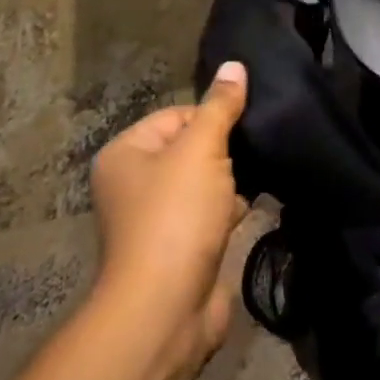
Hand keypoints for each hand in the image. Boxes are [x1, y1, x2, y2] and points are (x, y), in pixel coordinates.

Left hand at [89, 61, 250, 368]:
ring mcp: (154, 222)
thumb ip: (221, 106)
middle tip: (252, 156)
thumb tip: (235, 65)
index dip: (212, 120)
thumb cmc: (175, 218)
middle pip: (191, 148)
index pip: (178, 114)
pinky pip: (207, 217)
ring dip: (228, 184)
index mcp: (125, 153)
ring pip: (202, 184)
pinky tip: (247, 212)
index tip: (241, 131)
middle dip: (223, 153)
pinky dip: (226, 213)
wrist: (164, 315)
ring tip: (253, 183)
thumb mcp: (202, 148)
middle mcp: (132, 184)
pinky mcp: (177, 252)